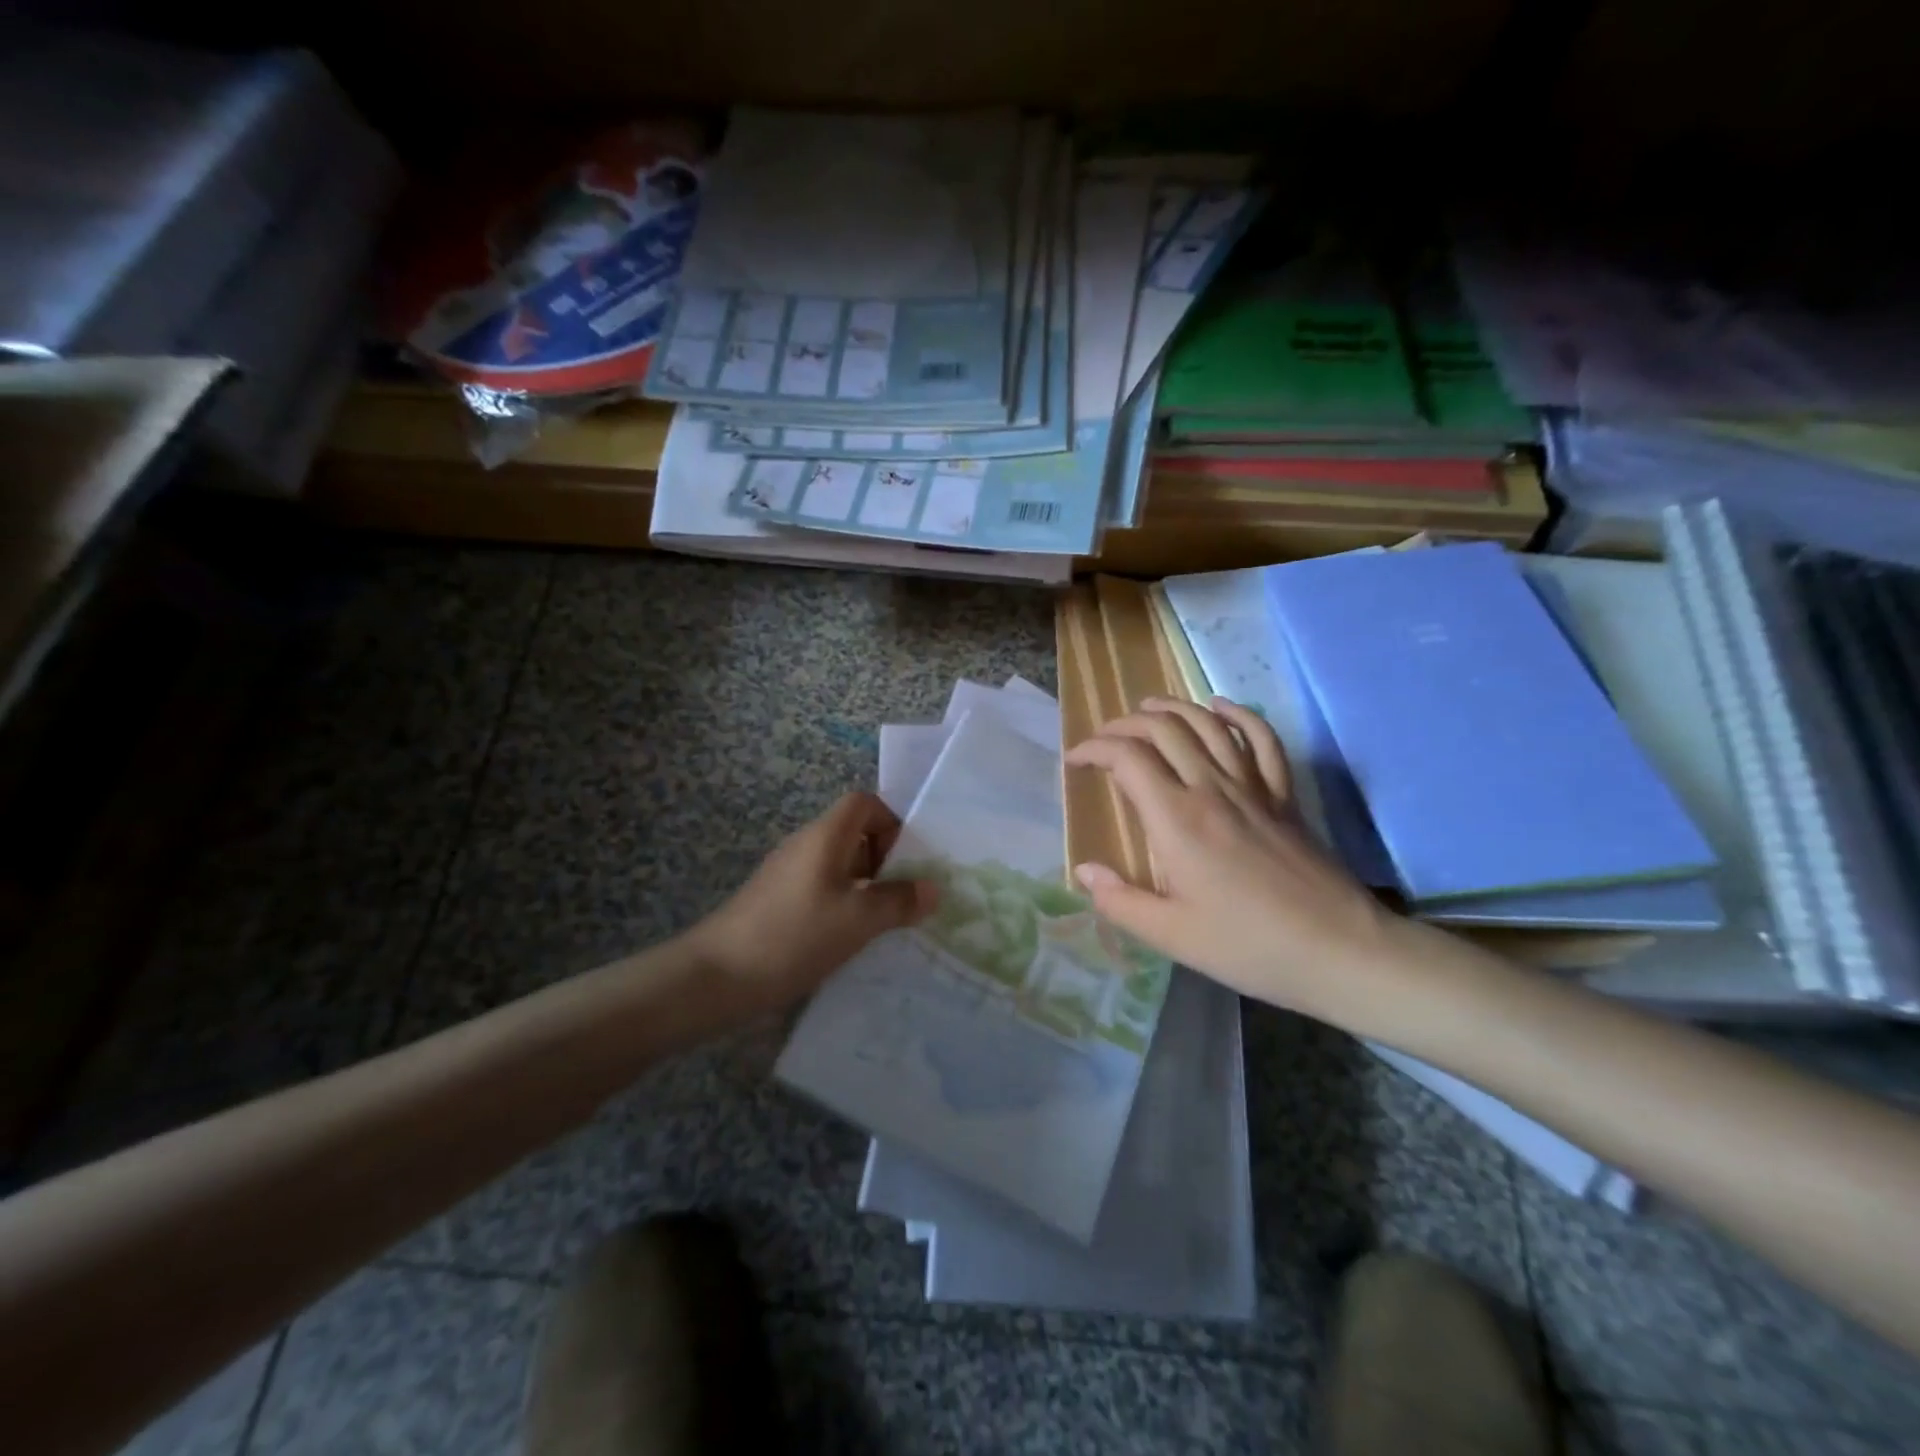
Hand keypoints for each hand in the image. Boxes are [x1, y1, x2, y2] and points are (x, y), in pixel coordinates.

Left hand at [687, 791, 937, 1014]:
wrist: (716, 977)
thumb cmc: (793, 936)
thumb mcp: (857, 921)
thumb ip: (898, 902)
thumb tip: (933, 889)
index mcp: (825, 836)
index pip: (864, 803)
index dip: (892, 822)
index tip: (908, 861)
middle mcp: (805, 845)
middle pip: (853, 833)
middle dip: (885, 860)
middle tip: (904, 898)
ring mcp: (787, 874)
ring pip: (838, 865)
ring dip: (865, 887)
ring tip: (884, 924)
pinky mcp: (776, 902)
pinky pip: (820, 889)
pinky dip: (841, 905)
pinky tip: (848, 940)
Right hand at [1065, 697, 1424, 1026]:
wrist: (1339, 950)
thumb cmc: (1249, 946)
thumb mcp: (1171, 936)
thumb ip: (1119, 901)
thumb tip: (1083, 871)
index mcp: (1177, 820)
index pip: (1127, 758)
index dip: (1094, 749)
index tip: (1075, 760)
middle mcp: (1211, 789)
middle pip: (1164, 730)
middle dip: (1125, 724)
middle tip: (1104, 738)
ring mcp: (1253, 787)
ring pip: (1208, 725)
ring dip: (1173, 708)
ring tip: (1147, 707)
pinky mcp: (1283, 796)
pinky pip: (1262, 740)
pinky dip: (1239, 716)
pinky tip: (1221, 707)